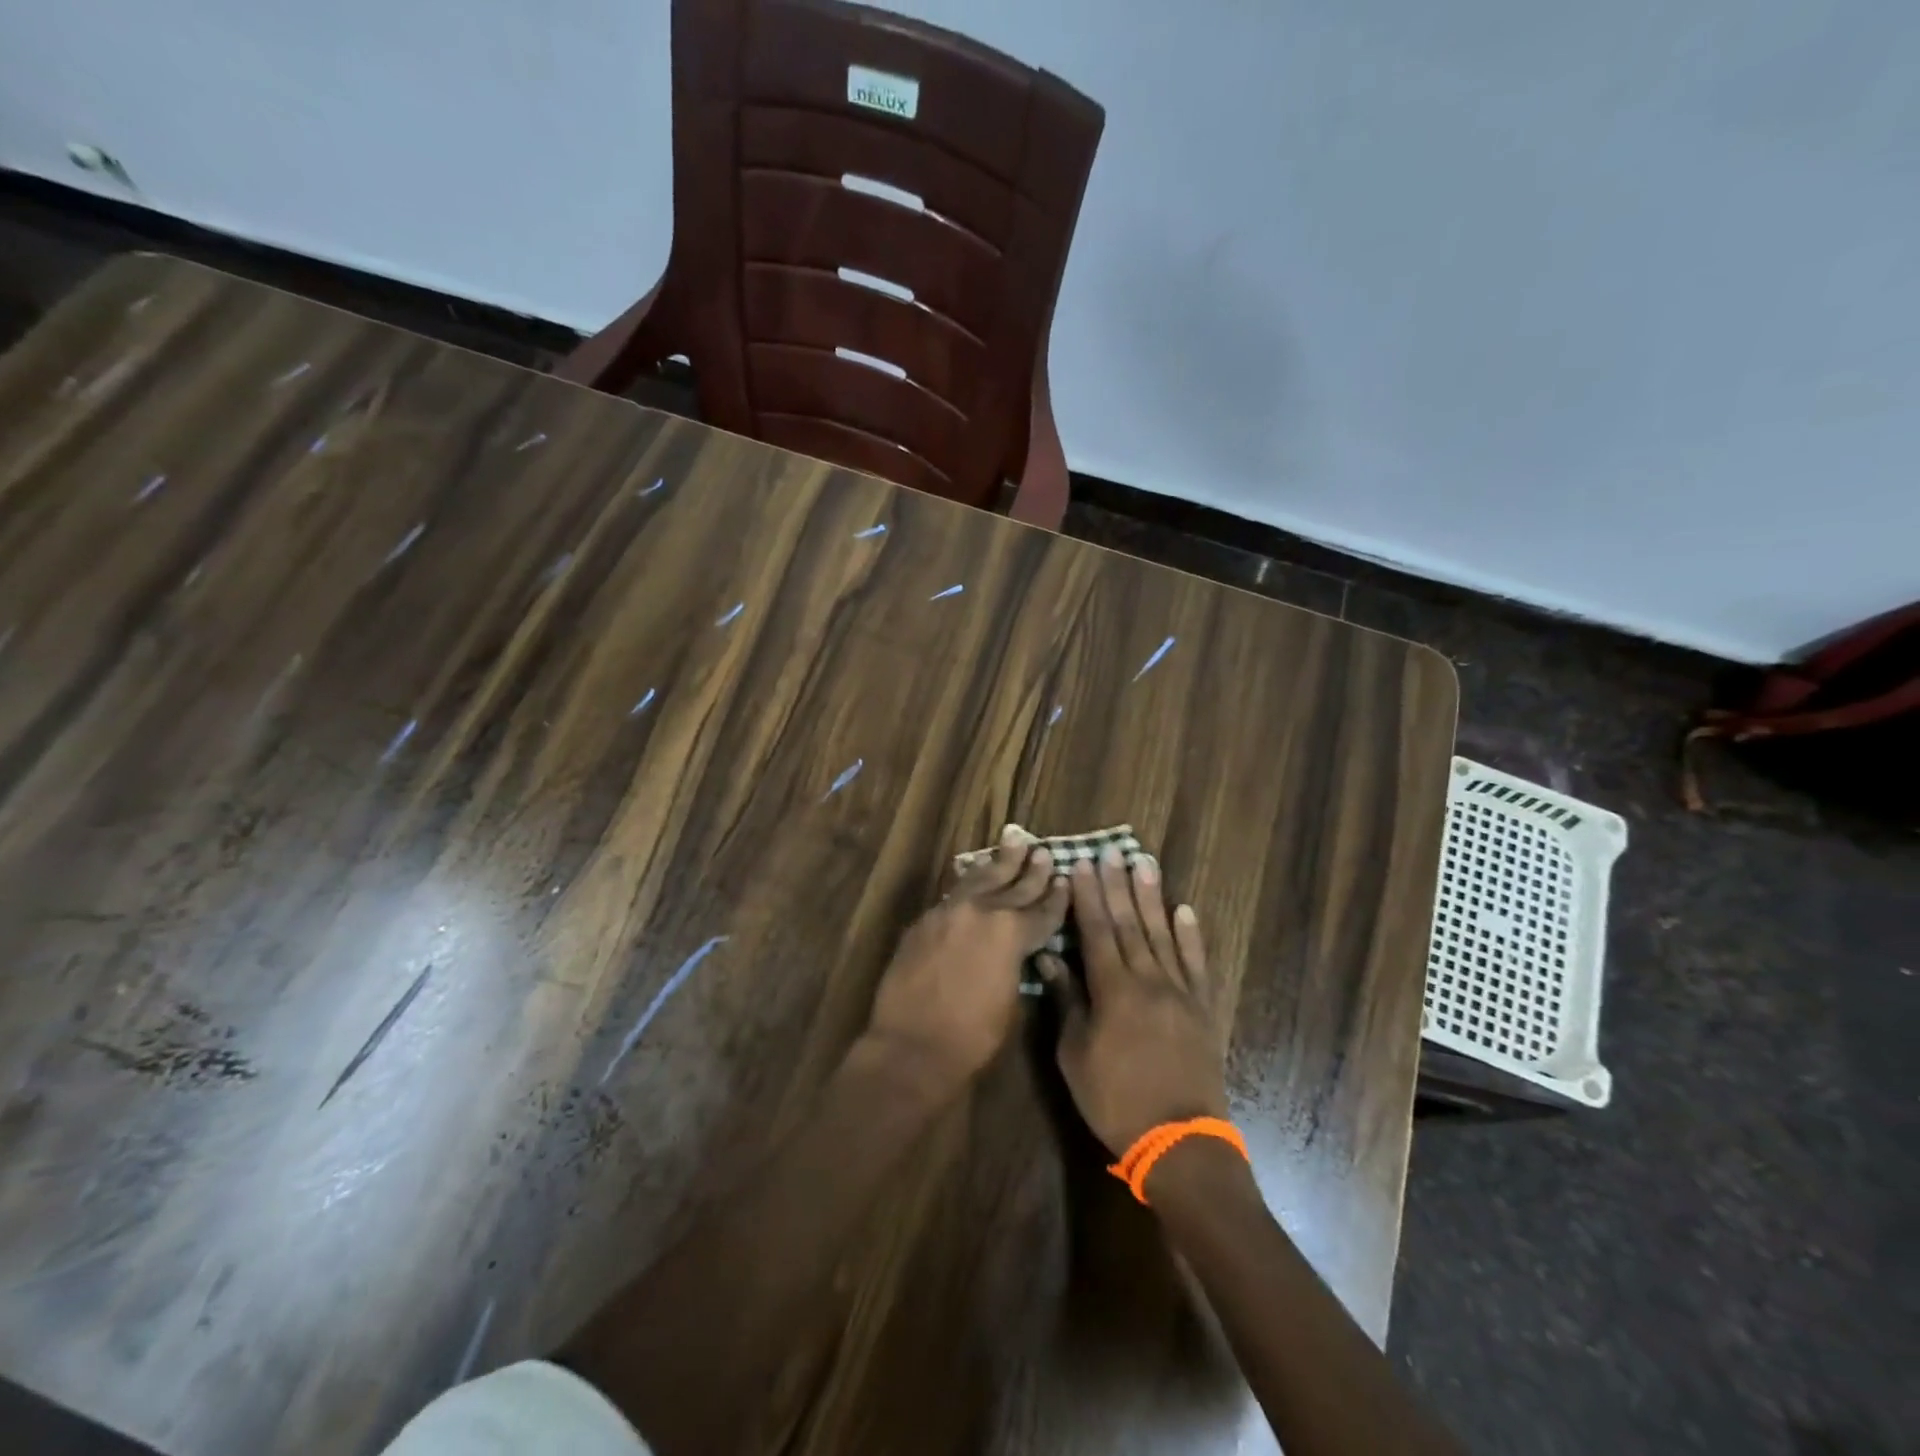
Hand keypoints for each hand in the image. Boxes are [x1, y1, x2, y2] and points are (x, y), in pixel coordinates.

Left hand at [864, 831, 1067, 1090]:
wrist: (911, 1047)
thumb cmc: (972, 1038)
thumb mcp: (1012, 1002)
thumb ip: (1018, 964)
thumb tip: (1018, 951)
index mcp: (1011, 932)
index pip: (1042, 910)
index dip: (1057, 897)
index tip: (1066, 878)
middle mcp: (981, 911)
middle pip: (1013, 885)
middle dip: (1031, 869)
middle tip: (1043, 851)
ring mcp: (948, 912)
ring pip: (980, 878)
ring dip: (999, 861)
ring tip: (1012, 839)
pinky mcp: (924, 921)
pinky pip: (954, 894)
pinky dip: (970, 883)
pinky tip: (975, 876)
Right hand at [1038, 848, 1226, 1156]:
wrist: (1179, 1141)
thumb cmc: (1115, 1099)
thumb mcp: (1075, 1054)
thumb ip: (1067, 1001)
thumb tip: (1050, 958)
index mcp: (1113, 989)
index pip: (1097, 931)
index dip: (1087, 896)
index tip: (1081, 864)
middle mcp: (1148, 979)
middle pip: (1130, 923)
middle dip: (1118, 884)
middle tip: (1113, 849)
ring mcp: (1180, 992)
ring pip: (1163, 933)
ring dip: (1152, 896)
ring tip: (1145, 863)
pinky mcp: (1202, 1008)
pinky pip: (1196, 963)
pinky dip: (1191, 935)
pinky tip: (1184, 910)